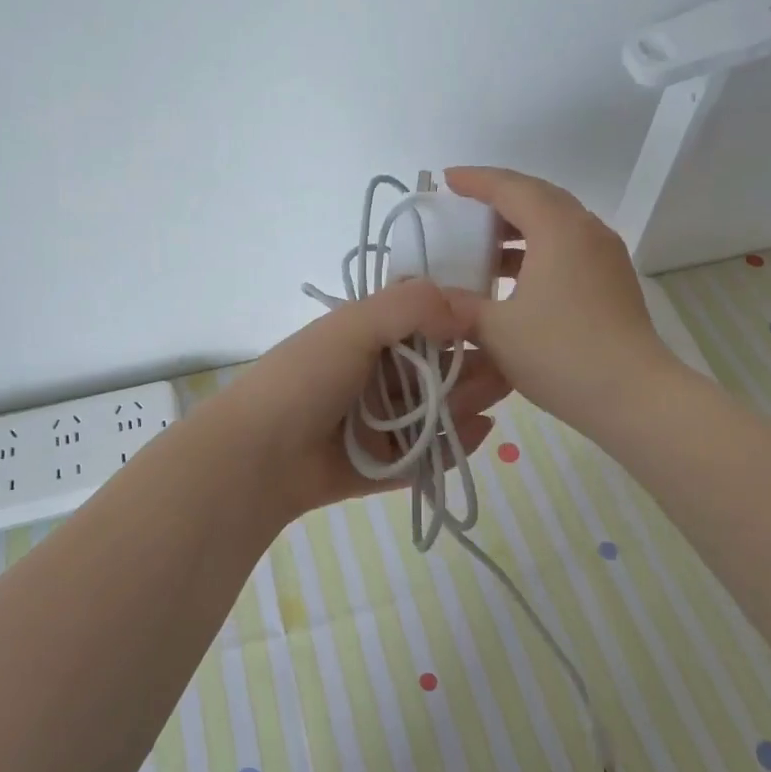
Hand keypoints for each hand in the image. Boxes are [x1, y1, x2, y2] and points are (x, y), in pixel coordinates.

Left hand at [209, 278, 511, 525]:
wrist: (257, 455)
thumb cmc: (305, 378)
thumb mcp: (352, 326)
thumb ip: (409, 306)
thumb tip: (464, 308)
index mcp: (363, 337)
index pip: (420, 321)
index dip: (457, 318)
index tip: (496, 318)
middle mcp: (374, 377)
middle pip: (435, 369)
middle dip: (472, 364)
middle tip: (513, 363)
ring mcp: (378, 423)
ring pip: (435, 410)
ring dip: (469, 400)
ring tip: (505, 392)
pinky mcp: (382, 465)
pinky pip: (425, 454)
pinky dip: (453, 445)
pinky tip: (483, 431)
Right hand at [441, 166, 669, 429]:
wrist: (633, 396)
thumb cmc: (560, 353)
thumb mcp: (496, 330)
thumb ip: (460, 306)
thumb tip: (434, 297)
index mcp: (558, 229)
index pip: (511, 188)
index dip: (476, 181)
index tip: (447, 180)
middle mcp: (587, 231)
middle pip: (539, 197)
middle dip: (500, 196)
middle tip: (465, 205)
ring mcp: (606, 256)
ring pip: (558, 223)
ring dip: (520, 226)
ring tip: (484, 244)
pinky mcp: (613, 281)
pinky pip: (570, 247)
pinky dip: (539, 248)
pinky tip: (516, 276)